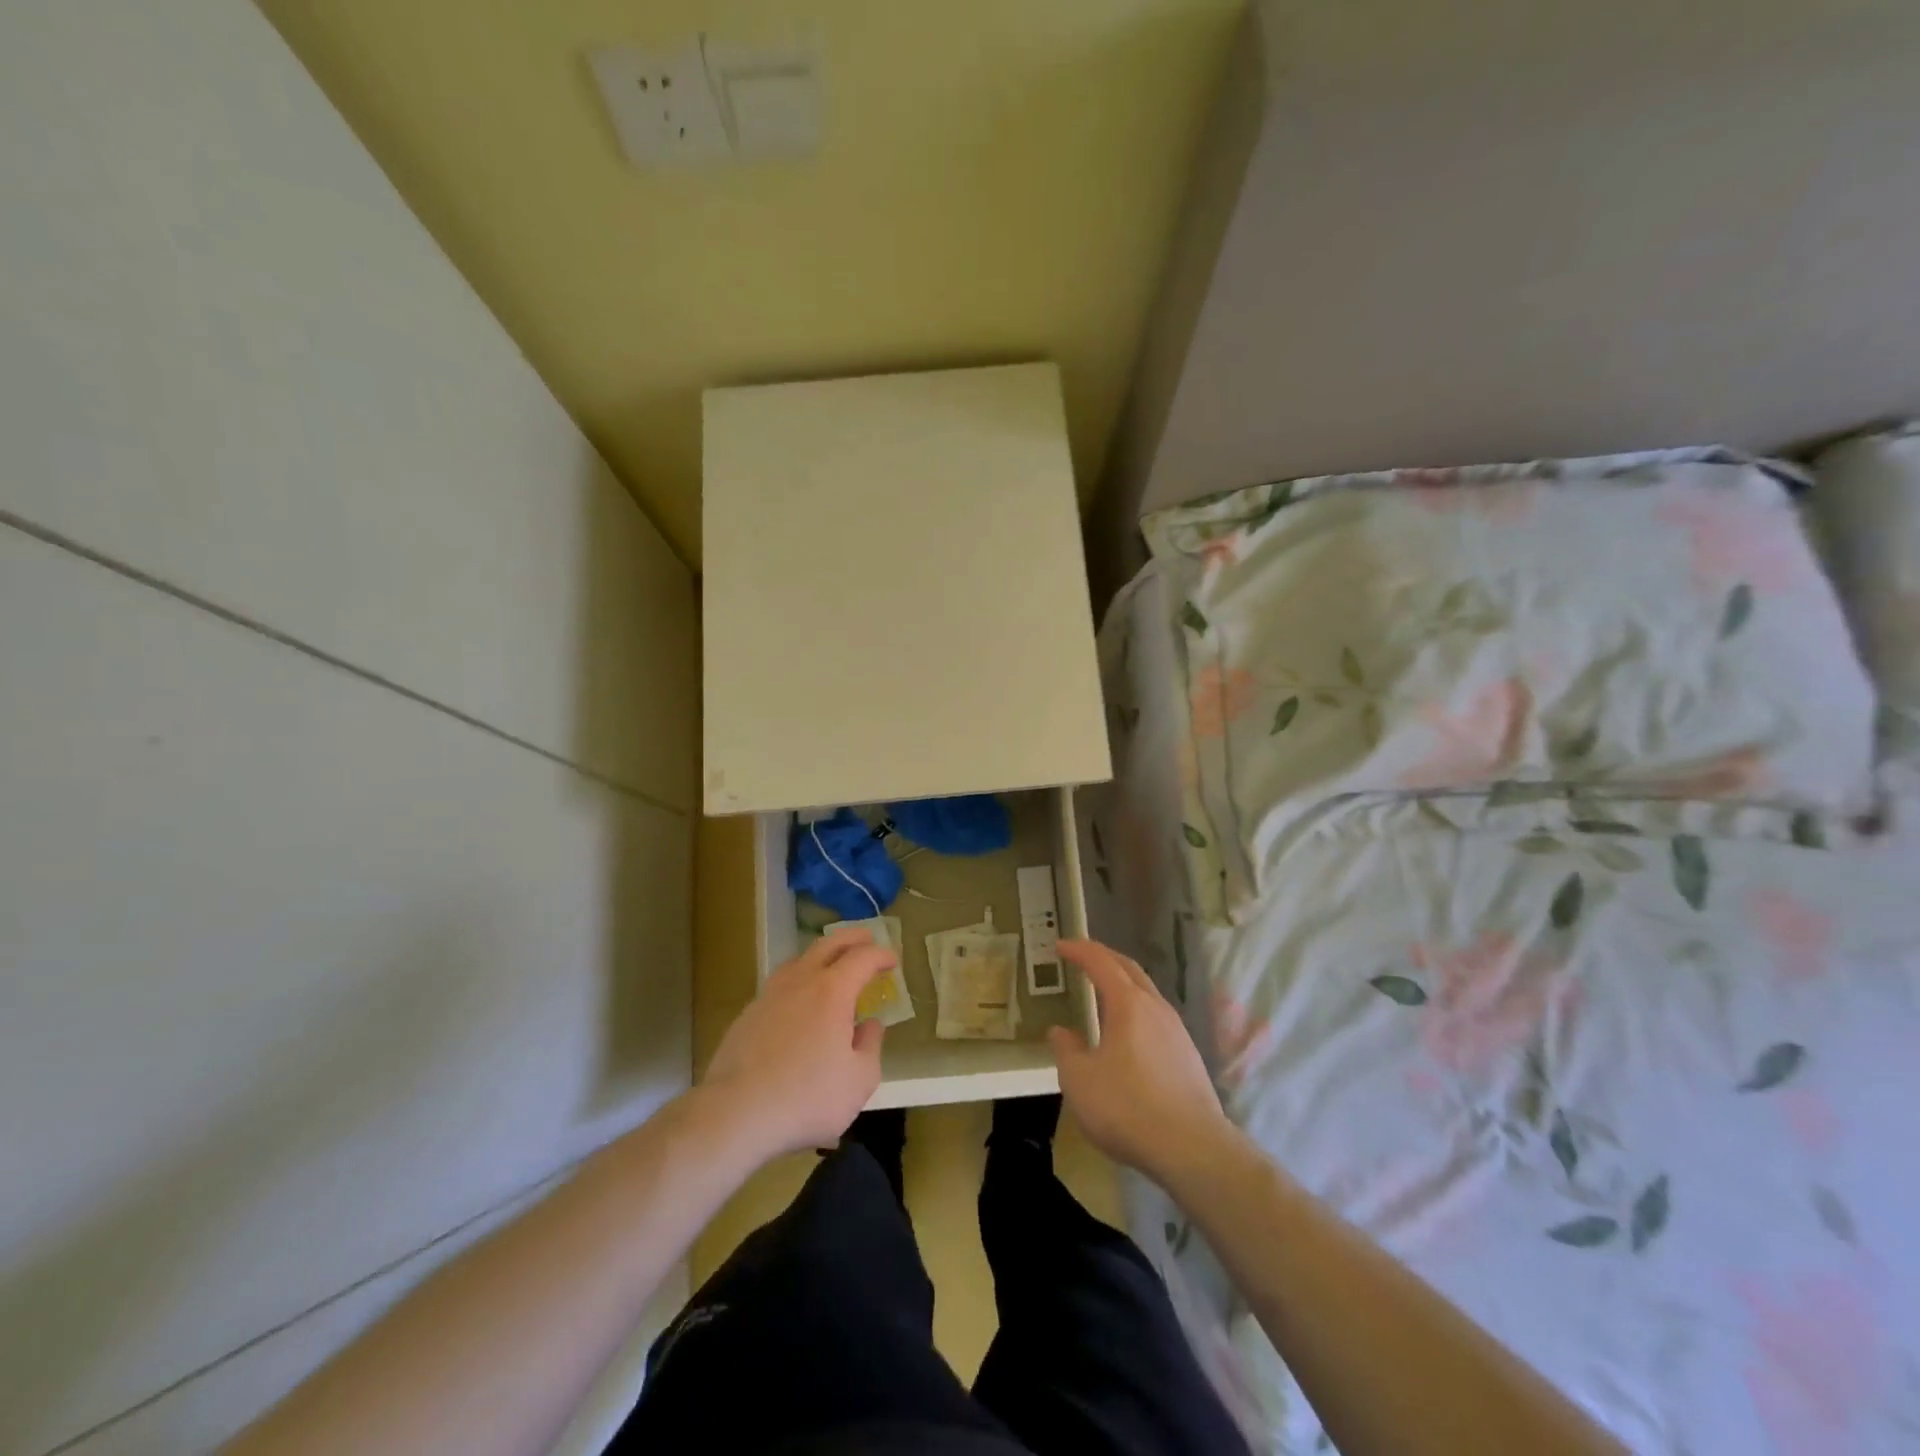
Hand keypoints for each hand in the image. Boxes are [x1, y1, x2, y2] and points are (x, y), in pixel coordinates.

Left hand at [700, 928, 891, 1160]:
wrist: (736, 1113)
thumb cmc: (807, 1097)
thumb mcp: (859, 1080)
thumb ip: (870, 1046)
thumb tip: (869, 1025)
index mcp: (832, 991)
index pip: (863, 958)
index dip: (881, 955)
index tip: (893, 960)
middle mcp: (800, 982)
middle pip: (828, 945)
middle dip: (851, 938)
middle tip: (866, 939)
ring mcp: (769, 995)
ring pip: (798, 960)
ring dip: (820, 955)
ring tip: (830, 965)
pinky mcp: (747, 1015)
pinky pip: (779, 985)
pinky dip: (797, 981)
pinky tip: (797, 1002)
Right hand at [1048, 939, 1233, 1185]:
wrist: (1192, 1149)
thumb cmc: (1127, 1107)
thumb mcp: (1079, 1080)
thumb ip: (1066, 1050)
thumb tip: (1061, 1032)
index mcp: (1128, 1004)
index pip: (1101, 962)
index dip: (1079, 950)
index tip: (1060, 945)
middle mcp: (1155, 1008)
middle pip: (1129, 969)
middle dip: (1104, 958)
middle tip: (1082, 956)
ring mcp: (1177, 1031)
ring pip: (1147, 992)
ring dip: (1123, 984)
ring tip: (1103, 993)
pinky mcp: (1188, 1056)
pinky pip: (1156, 1017)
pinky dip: (1136, 1009)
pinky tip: (1129, 1032)